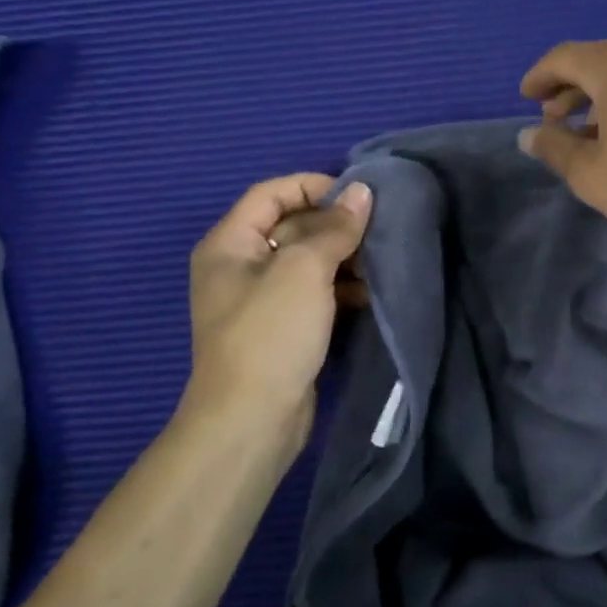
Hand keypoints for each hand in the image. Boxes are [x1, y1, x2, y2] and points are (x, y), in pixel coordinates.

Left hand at [180, 174, 372, 453]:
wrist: (251, 420)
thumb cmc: (271, 333)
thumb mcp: (304, 269)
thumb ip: (334, 228)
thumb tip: (361, 191)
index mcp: (229, 244)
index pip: (271, 193)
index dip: (313, 187)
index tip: (357, 197)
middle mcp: (239, 266)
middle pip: (291, 226)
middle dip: (334, 226)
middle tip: (377, 231)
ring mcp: (261, 300)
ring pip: (307, 261)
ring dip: (342, 258)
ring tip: (377, 264)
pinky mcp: (282, 328)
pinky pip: (313, 293)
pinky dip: (339, 288)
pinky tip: (368, 294)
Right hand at [517, 40, 606, 258]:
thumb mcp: (591, 173)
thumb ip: (555, 147)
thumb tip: (531, 134)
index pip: (566, 57)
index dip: (540, 77)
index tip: (527, 98)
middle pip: (601, 62)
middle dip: (572, 89)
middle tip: (554, 121)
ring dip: (604, 99)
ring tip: (591, 135)